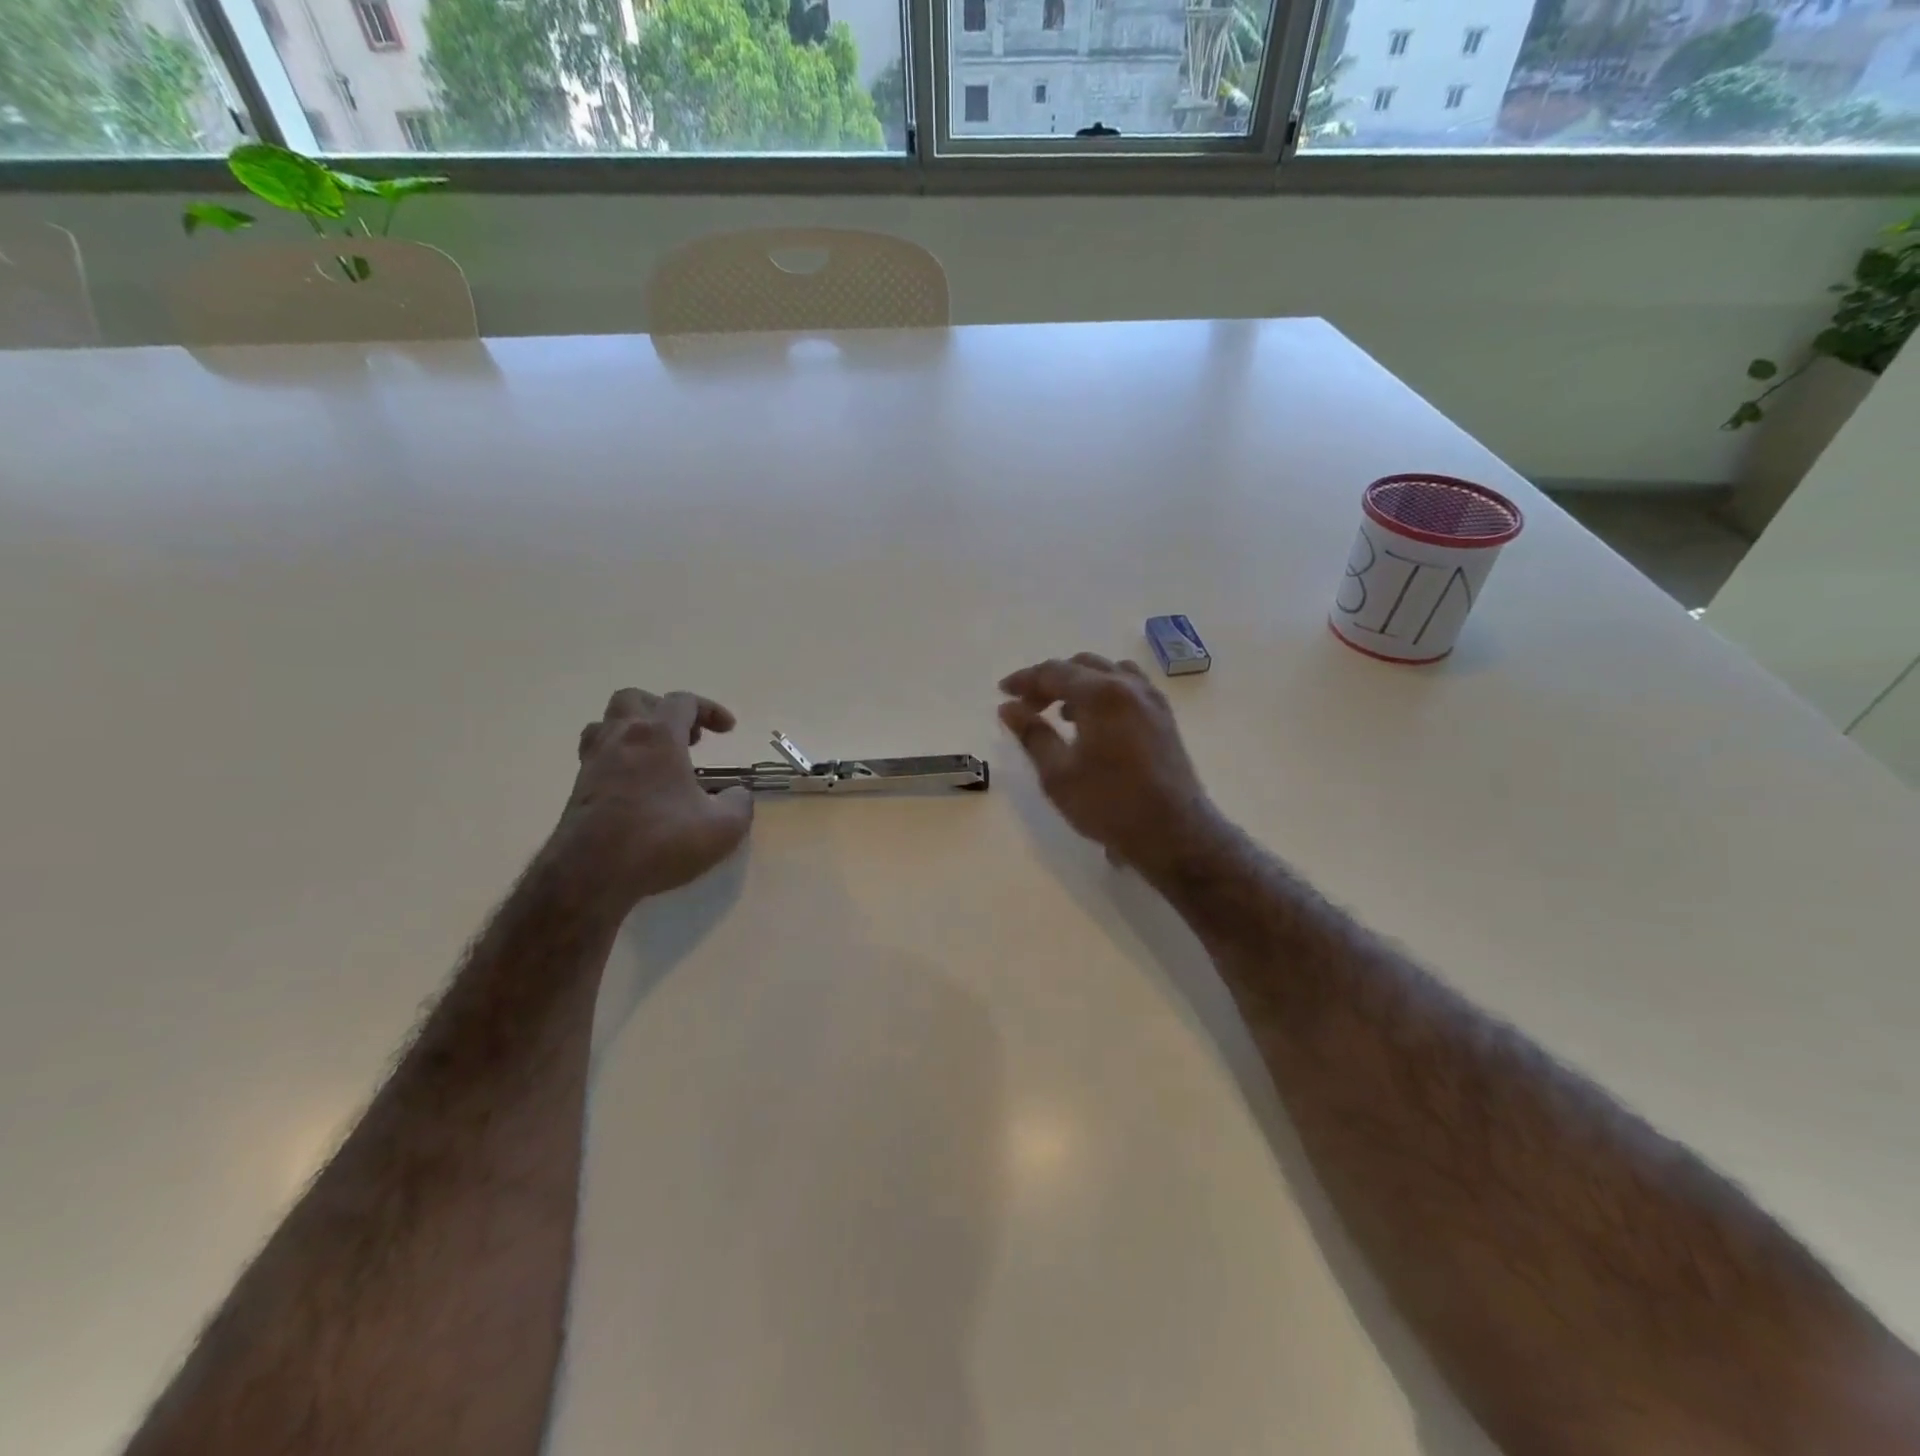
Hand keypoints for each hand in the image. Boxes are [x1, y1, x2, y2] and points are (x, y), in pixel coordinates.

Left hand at [552, 688, 753, 910]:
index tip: (728, 730)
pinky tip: (635, 785)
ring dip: (633, 730)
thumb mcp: (723, 827)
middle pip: (635, 699)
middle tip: (685, 737)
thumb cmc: (661, 840)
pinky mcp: (578, 789)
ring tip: (655, 755)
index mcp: (658, 736)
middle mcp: (622, 738)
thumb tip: (738, 794)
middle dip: (663, 710)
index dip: (709, 710)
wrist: (590, 874)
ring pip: (606, 724)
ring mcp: (594, 762)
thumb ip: (739, 804)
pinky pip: (597, 756)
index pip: (683, 702)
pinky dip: (618, 758)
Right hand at [998, 654, 1225, 879]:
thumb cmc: (1109, 804)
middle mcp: (1129, 686)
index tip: (1003, 693)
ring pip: (1108, 672)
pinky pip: (1129, 687)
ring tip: (1060, 712)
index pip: (1054, 672)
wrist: (1172, 832)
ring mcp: (1152, 699)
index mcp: (1101, 694)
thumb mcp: (1058, 773)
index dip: (1024, 680)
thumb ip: (1032, 734)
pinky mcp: (1164, 717)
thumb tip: (1008, 708)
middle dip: (1050, 681)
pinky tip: (1094, 722)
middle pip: (1082, 666)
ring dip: (1079, 683)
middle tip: (1027, 707)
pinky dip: (1104, 692)